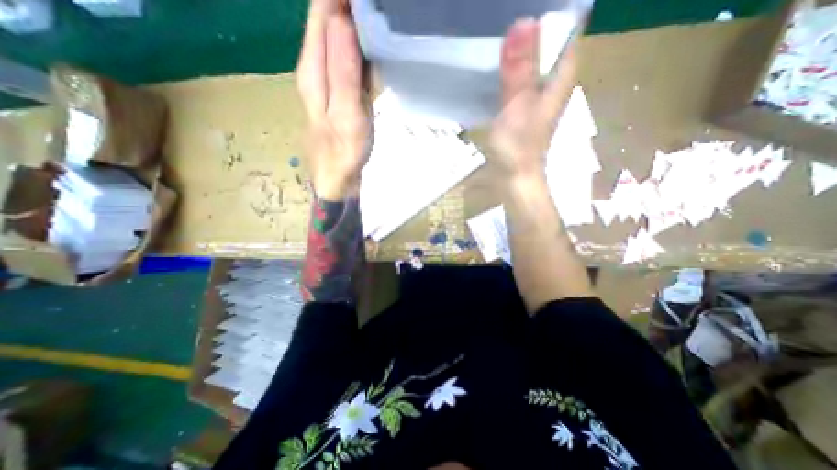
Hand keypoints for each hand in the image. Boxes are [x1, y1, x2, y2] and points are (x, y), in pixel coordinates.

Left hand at [295, 0, 369, 200]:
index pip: (320, 15)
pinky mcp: (342, 91)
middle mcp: (316, 69)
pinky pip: (351, 61)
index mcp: (313, 70)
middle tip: (379, 6)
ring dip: (358, 23)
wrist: (339, 178)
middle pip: (328, 22)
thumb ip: (343, 71)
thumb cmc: (344, 152)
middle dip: (349, 5)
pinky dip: (363, 48)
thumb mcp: (347, 114)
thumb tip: (341, 20)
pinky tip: (376, 44)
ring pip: (340, 39)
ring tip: (379, 17)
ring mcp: (330, 80)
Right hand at [488, 19, 578, 184]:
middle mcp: (553, 82)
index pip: (566, 30)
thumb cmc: (517, 148)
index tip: (521, 6)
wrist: (515, 178)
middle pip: (547, 42)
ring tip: (494, 34)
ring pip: (532, 60)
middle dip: (527, 30)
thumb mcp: (517, 108)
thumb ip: (519, 72)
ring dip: (516, 48)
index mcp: (560, 78)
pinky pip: (518, 78)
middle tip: (500, 17)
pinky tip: (493, 65)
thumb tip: (523, 23)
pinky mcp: (522, 107)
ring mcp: (537, 95)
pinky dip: (508, 69)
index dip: (549, 15)